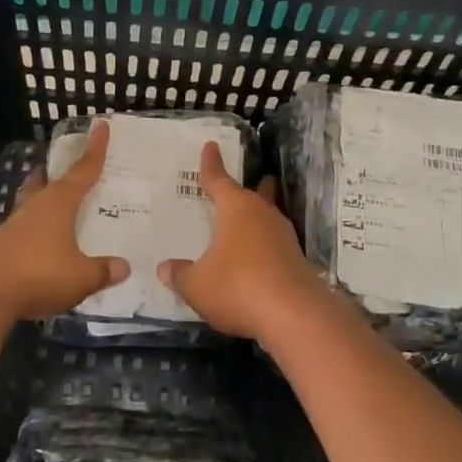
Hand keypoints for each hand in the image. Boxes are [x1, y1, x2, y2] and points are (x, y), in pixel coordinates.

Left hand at [0, 118, 129, 320]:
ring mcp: (12, 226)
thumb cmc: (38, 274)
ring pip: (31, 205)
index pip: (82, 169)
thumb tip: (123, 267)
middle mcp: (34, 207)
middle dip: (56, 173)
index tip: (100, 125)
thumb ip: (103, 271)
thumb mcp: (81, 277)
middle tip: (68, 170)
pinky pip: (23, 232)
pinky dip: (36, 233)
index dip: (95, 148)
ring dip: (44, 204)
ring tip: (59, 211)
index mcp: (58, 203)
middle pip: (46, 182)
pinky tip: (43, 248)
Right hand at [159, 142, 331, 340]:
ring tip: (249, 222)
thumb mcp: (197, 285)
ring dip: (260, 218)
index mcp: (236, 210)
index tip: (211, 146)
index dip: (211, 165)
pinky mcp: (296, 262)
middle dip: (253, 187)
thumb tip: (165, 268)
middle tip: (255, 179)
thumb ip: (180, 275)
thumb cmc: (237, 287)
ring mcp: (284, 238)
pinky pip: (275, 245)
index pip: (219, 180)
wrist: (294, 315)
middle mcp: (263, 216)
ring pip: (268, 219)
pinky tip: (257, 260)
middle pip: (255, 195)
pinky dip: (264, 246)